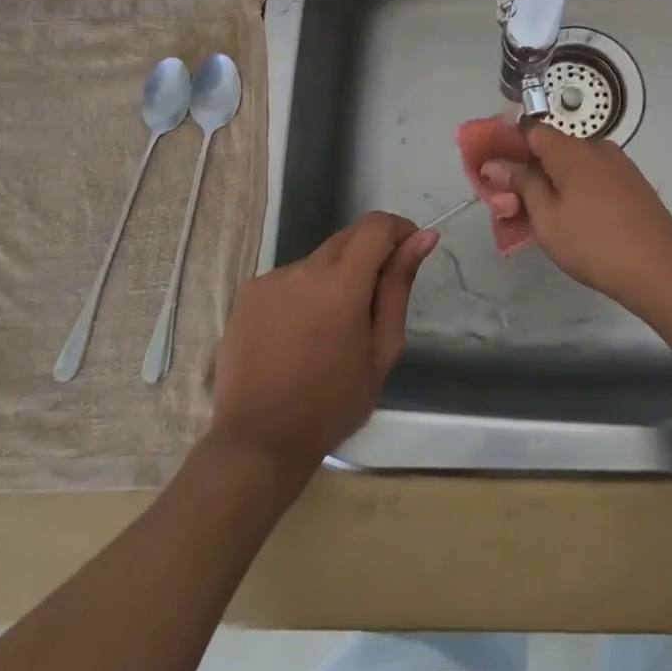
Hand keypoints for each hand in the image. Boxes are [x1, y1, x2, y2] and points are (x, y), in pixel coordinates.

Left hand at [209, 212, 437, 473]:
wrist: (257, 444)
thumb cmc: (332, 404)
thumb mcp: (381, 350)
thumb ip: (399, 286)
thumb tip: (423, 237)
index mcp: (341, 284)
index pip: (377, 226)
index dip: (399, 230)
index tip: (408, 252)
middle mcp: (304, 269)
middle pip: (348, 237)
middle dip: (369, 254)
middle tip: (373, 301)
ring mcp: (271, 278)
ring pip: (318, 260)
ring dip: (334, 278)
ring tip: (329, 331)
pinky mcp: (248, 293)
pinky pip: (289, 279)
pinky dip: (303, 294)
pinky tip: (297, 335)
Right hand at [478, 124, 671, 312]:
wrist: (660, 269)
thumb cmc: (594, 243)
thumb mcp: (547, 217)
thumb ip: (521, 184)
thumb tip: (495, 163)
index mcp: (571, 150)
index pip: (530, 130)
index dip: (508, 145)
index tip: (493, 170)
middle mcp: (597, 147)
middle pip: (553, 148)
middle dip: (529, 169)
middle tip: (513, 204)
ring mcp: (620, 165)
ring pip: (575, 165)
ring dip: (554, 182)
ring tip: (544, 217)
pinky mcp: (634, 184)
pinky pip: (595, 177)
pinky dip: (578, 189)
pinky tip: (576, 219)